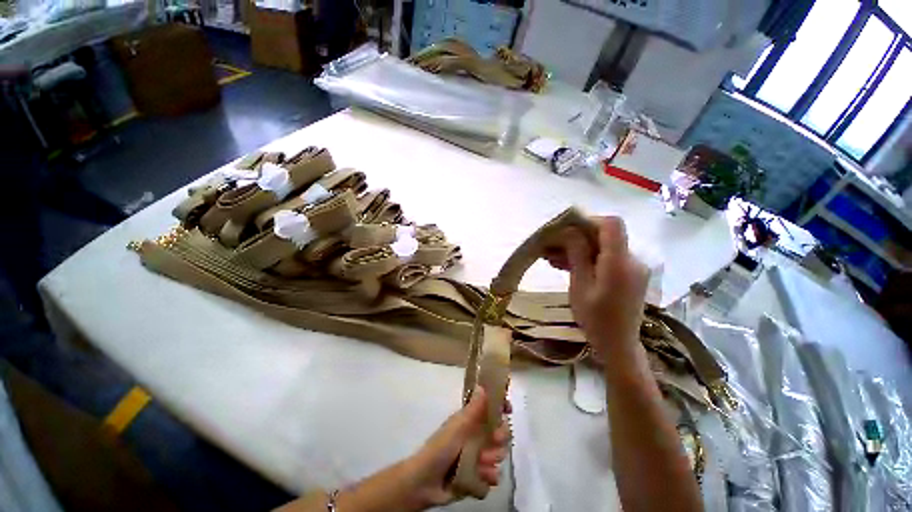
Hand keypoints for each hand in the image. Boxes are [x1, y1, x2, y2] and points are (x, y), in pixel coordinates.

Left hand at [403, 386, 510, 507]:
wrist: (426, 482)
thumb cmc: (441, 447)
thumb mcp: (458, 426)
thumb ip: (473, 409)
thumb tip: (482, 385)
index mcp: (471, 421)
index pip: (492, 409)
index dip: (501, 407)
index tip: (508, 409)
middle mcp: (477, 436)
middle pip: (501, 432)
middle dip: (500, 437)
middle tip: (493, 440)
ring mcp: (479, 457)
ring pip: (499, 455)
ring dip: (492, 459)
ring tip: (480, 463)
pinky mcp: (478, 477)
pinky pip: (493, 476)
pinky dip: (487, 477)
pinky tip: (479, 477)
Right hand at [545, 217, 648, 357]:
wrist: (618, 345)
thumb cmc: (596, 320)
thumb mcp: (580, 287)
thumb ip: (577, 255)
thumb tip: (570, 231)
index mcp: (620, 263)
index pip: (611, 225)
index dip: (588, 221)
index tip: (564, 230)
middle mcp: (632, 260)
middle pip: (604, 235)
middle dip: (575, 237)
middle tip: (549, 246)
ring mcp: (631, 267)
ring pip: (602, 247)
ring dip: (577, 249)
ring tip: (551, 257)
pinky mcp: (627, 274)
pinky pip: (605, 258)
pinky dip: (586, 258)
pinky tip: (565, 265)